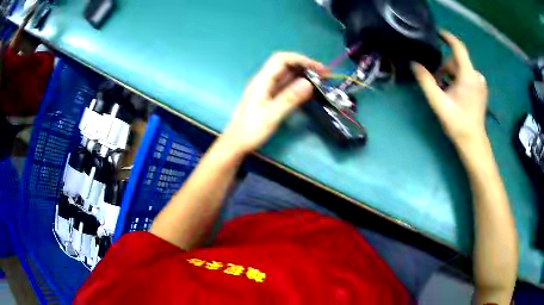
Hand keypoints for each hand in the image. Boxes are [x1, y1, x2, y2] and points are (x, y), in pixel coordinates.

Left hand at [222, 52, 325, 153]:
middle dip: (303, 65)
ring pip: (285, 75)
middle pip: (284, 65)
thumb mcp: (272, 115)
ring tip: (317, 82)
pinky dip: (296, 85)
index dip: (300, 59)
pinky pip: (284, 85)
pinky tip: (306, 91)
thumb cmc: (251, 129)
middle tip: (321, 75)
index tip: (317, 67)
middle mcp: (264, 81)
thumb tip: (308, 83)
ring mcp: (266, 88)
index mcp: (262, 81)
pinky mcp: (268, 97)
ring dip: (301, 75)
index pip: (281, 59)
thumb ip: (289, 98)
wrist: (236, 142)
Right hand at [412, 31, 487, 147]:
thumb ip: (425, 81)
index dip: (447, 37)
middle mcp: (476, 75)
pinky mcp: (481, 89)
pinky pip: (466, 76)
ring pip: (461, 70)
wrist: (473, 142)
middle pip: (457, 61)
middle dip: (445, 68)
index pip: (458, 47)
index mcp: (468, 75)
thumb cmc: (457, 123)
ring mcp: (480, 83)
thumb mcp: (439, 103)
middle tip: (437, 83)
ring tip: (445, 91)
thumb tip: (414, 63)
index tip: (436, 32)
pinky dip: (458, 80)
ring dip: (450, 76)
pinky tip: (454, 94)